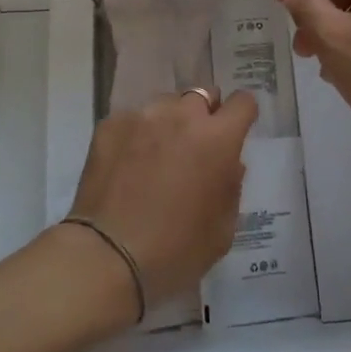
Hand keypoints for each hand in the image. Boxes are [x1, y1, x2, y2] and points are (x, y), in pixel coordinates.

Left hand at [66, 90, 257, 314]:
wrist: (107, 255)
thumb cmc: (175, 250)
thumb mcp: (222, 230)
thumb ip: (231, 187)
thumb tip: (229, 163)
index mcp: (217, 138)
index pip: (242, 102)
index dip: (242, 114)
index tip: (236, 130)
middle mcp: (181, 115)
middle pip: (202, 96)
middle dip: (204, 116)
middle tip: (194, 148)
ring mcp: (143, 116)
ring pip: (166, 104)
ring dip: (169, 123)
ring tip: (156, 156)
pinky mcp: (111, 124)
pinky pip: (133, 119)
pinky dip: (136, 135)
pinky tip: (127, 164)